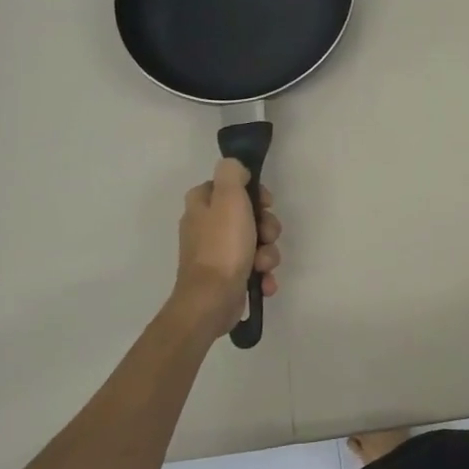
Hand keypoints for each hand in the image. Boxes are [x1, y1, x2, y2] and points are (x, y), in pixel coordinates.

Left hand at [174, 159, 282, 335]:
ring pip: (255, 242)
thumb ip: (232, 173)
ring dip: (267, 253)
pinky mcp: (226, 277)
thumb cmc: (222, 246)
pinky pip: (253, 268)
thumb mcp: (229, 198)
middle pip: (248, 215)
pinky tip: (264, 282)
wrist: (212, 300)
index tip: (266, 203)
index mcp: (201, 205)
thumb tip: (236, 168)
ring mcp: (216, 253)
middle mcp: (206, 226)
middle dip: (266, 227)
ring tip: (263, 265)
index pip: (230, 186)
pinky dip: (262, 275)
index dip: (253, 192)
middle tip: (267, 235)